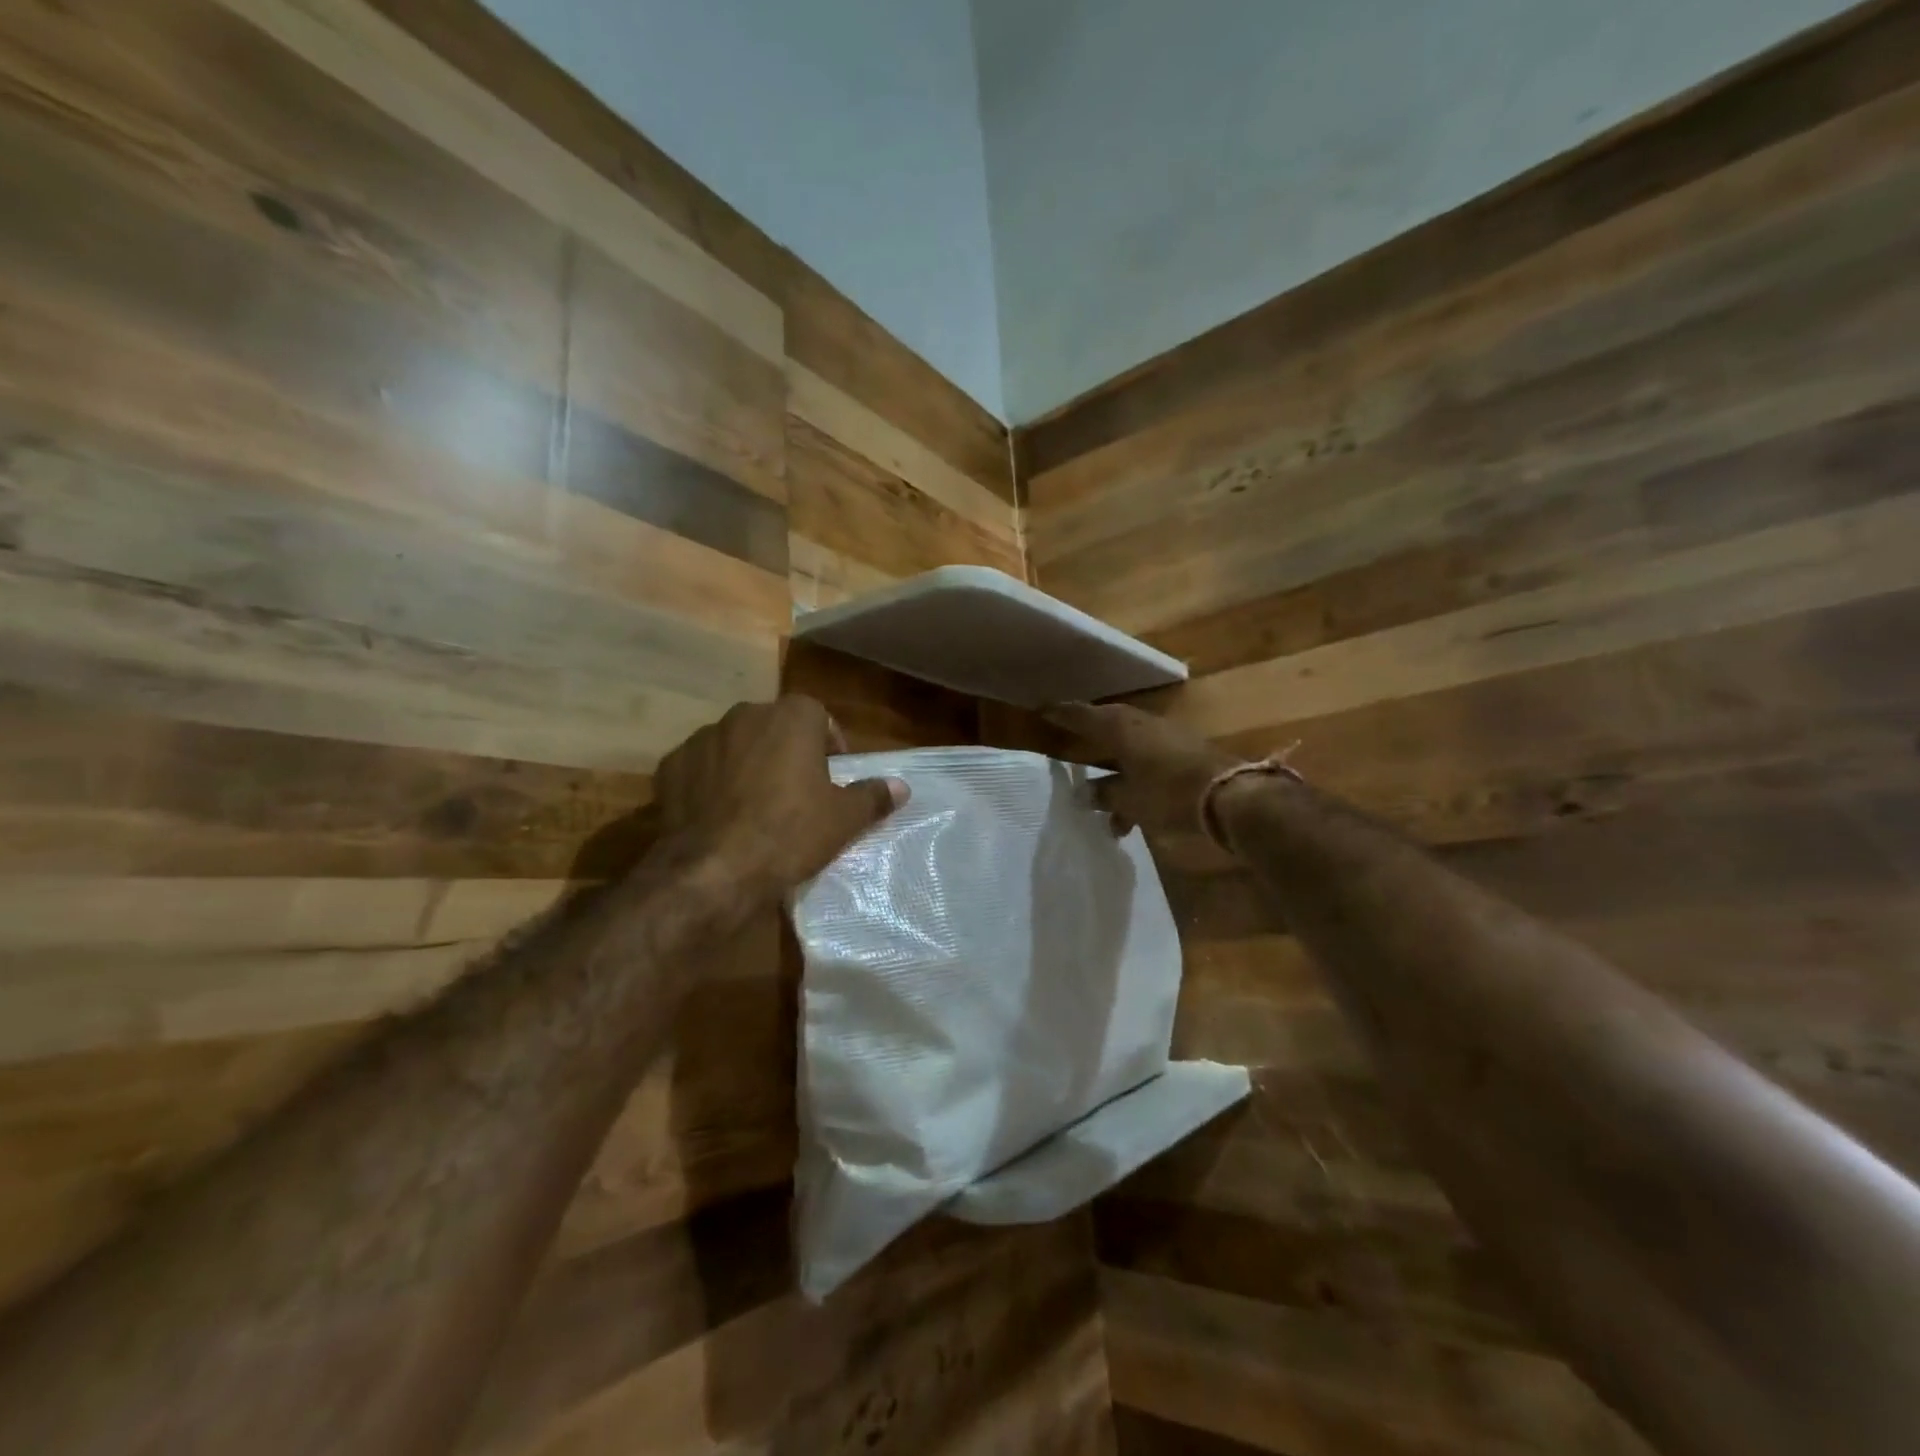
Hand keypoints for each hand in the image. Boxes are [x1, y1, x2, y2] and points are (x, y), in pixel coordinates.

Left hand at [652, 697, 907, 898]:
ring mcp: (702, 737)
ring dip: (747, 765)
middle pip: (775, 728)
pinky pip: (700, 768)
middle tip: (796, 794)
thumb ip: (873, 796)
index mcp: (792, 716)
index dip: (828, 747)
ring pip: (735, 745)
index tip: (831, 779)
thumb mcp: (844, 819)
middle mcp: (745, 714)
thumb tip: (901, 786)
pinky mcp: (670, 766)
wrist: (713, 869)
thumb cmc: (790, 833)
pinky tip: (718, 816)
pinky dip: (710, 784)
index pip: (819, 717)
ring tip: (754, 807)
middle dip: (786, 752)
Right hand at [1043, 702, 1239, 836]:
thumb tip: (1083, 793)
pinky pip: (1148, 765)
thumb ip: (1103, 794)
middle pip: (1107, 727)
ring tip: (1105, 813)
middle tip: (1069, 745)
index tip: (1042, 711)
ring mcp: (1166, 738)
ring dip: (1115, 777)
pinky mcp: (1184, 754)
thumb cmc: (1169, 793)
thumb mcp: (1129, 799)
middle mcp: (1141, 725)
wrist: (1231, 797)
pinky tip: (1132, 820)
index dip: (1061, 714)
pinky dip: (1136, 786)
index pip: (1082, 715)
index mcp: (1121, 728)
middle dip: (1089, 741)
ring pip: (1129, 751)